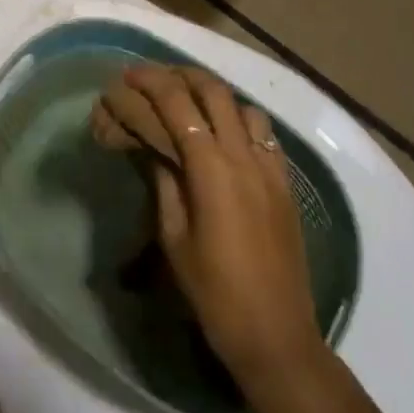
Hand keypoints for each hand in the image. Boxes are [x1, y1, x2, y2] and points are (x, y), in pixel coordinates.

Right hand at [122, 66, 328, 408]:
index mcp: (211, 169)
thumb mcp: (174, 237)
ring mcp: (270, 167)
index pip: (177, 104)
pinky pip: (264, 133)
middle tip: (155, 78)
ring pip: (243, 105)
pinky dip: (239, 119)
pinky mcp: (285, 183)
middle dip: (181, 75)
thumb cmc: (215, 293)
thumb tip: (154, 147)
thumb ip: (165, 182)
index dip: (150, 82)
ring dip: (214, 94)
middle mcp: (244, 156)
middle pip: (214, 91)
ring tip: (189, 100)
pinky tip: (224, 134)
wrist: (277, 337)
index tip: (127, 74)